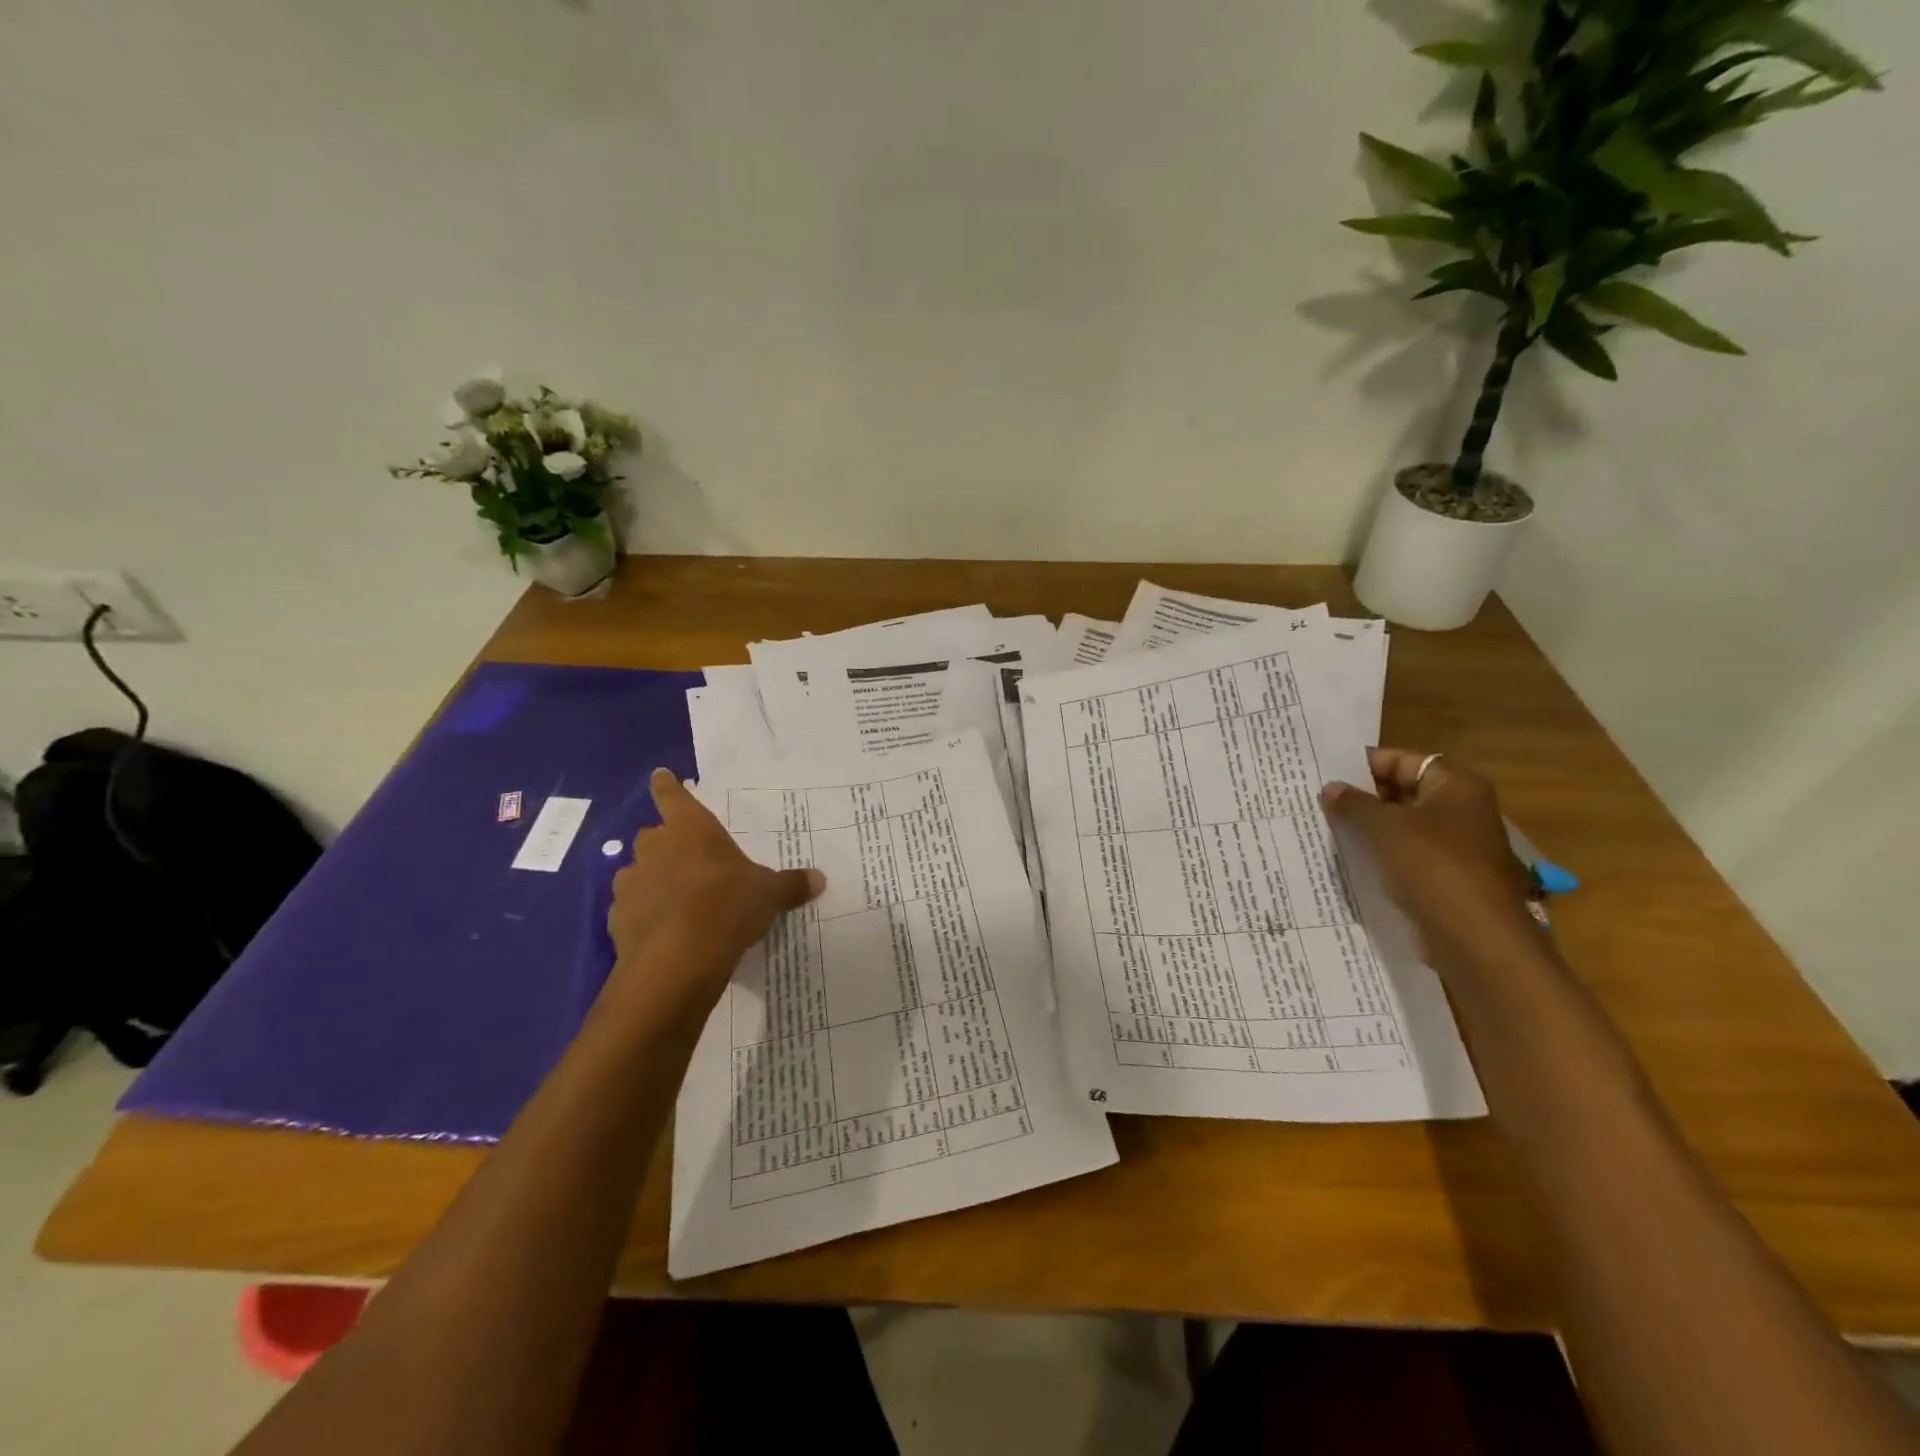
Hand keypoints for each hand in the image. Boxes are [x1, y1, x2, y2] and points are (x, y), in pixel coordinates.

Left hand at [605, 769, 824, 1011]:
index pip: (673, 796)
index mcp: (691, 829)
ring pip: (638, 870)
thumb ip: (790, 885)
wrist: (676, 962)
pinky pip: (631, 907)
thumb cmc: (727, 908)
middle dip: (667, 843)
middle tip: (688, 858)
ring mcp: (631, 882)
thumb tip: (820, 878)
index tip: (660, 775)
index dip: (667, 785)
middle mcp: (655, 847)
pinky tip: (661, 929)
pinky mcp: (617, 917)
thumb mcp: (769, 895)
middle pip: (654, 834)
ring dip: (653, 878)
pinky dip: (643, 912)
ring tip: (675, 898)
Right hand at [1321, 749, 1538, 972]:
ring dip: (1368, 829)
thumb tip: (1330, 789)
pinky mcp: (1447, 877)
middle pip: (1402, 792)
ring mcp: (1456, 846)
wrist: (1476, 937)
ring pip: (1402, 826)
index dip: (1362, 766)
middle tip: (1317, 803)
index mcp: (1456, 785)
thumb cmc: (1433, 866)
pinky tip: (1348, 860)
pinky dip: (1381, 855)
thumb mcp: (1383, 827)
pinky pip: (1406, 856)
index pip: (1401, 760)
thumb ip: (1353, 804)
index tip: (1324, 775)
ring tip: (1325, 829)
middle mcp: (1461, 809)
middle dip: (1362, 798)